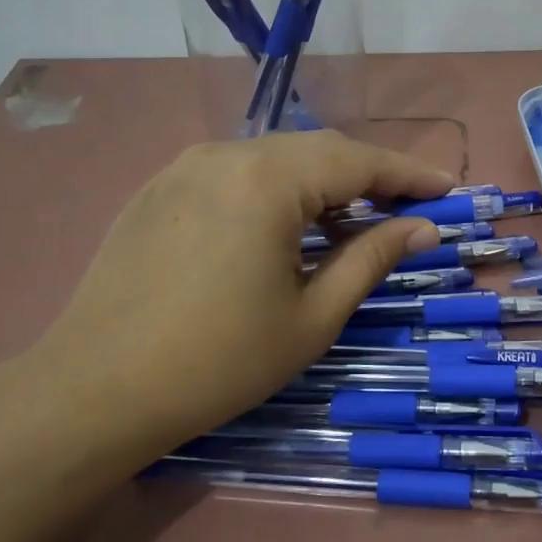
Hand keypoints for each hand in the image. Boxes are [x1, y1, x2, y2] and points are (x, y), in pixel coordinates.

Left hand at [26, 131, 451, 450]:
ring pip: (276, 158)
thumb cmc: (219, 361)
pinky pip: (237, 172)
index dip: (409, 174)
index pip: (359, 161)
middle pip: (319, 150)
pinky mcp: (159, 188)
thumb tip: (423, 229)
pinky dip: (277, 189)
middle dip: (369, 176)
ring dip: (322, 183)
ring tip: (351, 222)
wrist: (93, 392)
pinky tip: (285, 227)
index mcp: (268, 180)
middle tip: (407, 209)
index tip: (447, 190)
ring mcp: (186, 166)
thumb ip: (372, 258)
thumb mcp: (313, 315)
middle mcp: (227, 154)